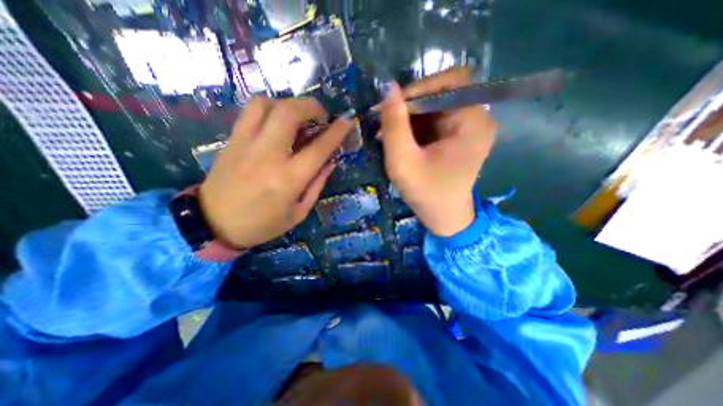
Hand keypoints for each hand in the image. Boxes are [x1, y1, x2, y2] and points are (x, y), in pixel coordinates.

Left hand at [200, 95, 353, 246]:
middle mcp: (268, 155)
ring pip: (267, 104)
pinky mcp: (232, 139)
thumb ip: (317, 184)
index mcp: (289, 179)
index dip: (337, 132)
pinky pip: (250, 111)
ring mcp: (246, 143)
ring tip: (297, 118)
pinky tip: (276, 122)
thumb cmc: (263, 224)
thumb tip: (330, 161)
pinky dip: (269, 108)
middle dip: (311, 106)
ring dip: (289, 105)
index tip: (347, 122)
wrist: (213, 223)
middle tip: (320, 116)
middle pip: (290, 113)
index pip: (319, 148)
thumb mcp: (299, 213)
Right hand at [380, 66, 493, 236]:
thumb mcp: (403, 162)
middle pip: (443, 92)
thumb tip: (388, 88)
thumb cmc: (426, 194)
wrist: (444, 217)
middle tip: (388, 123)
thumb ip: (394, 125)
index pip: (452, 80)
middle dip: (412, 105)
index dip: (421, 87)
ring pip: (437, 105)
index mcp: (473, 122)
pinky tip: (403, 140)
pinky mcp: (460, 136)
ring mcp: (470, 127)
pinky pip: (437, 118)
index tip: (394, 107)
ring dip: (411, 117)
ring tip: (391, 135)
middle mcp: (478, 118)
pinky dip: (417, 126)